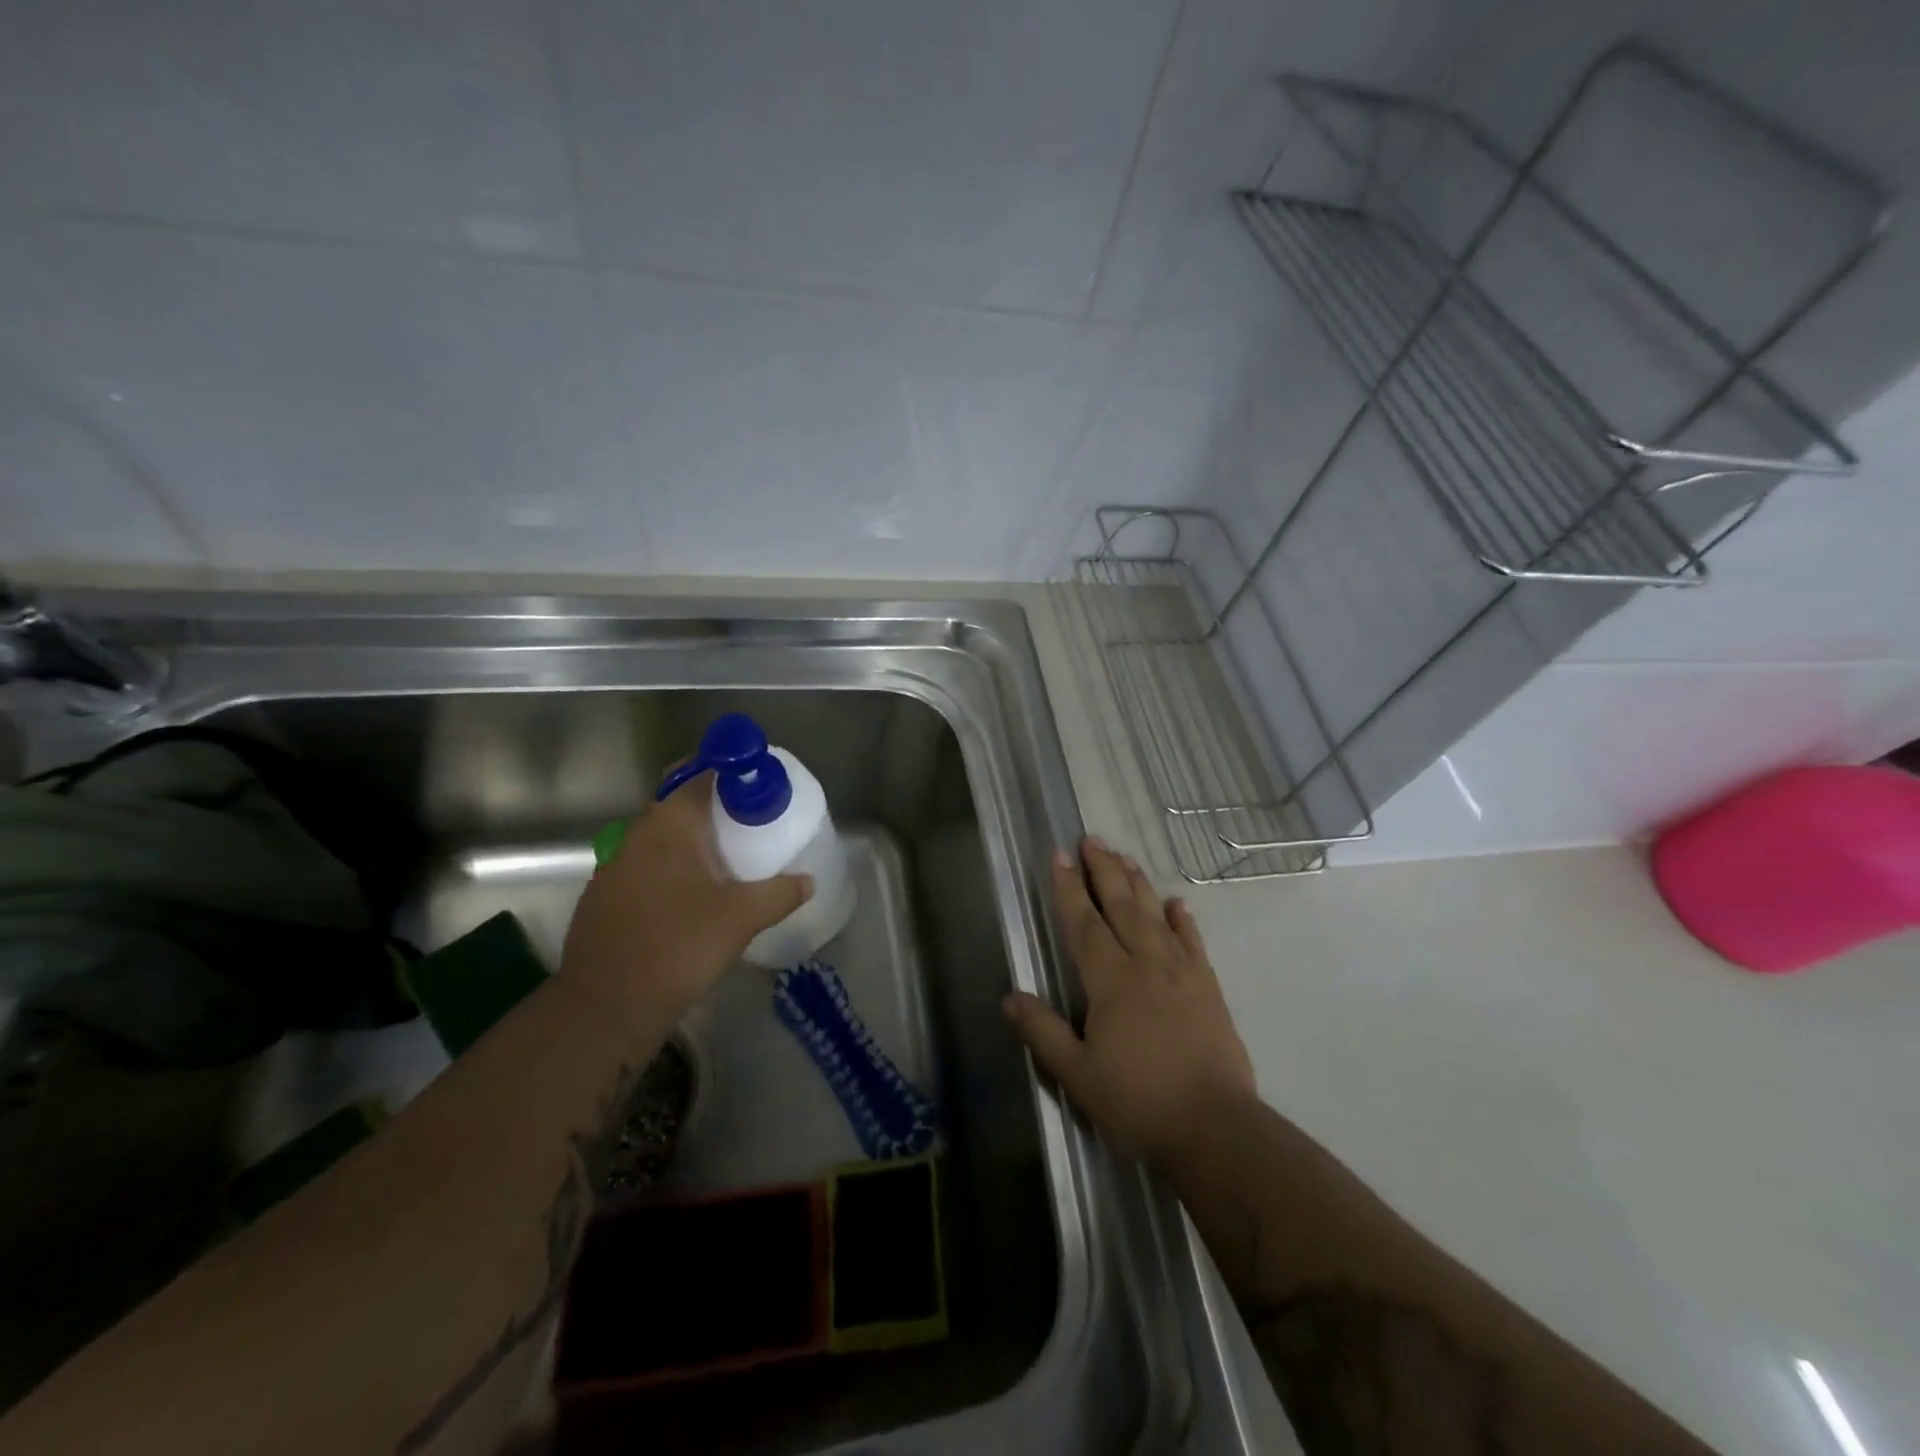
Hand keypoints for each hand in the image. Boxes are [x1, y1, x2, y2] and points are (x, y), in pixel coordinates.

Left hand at [561, 773, 811, 1024]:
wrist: (605, 1009)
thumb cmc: (676, 948)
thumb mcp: (740, 919)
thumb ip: (779, 894)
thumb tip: (808, 881)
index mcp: (667, 827)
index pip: (697, 774)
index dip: (729, 768)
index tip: (758, 778)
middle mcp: (636, 836)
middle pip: (679, 803)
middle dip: (716, 804)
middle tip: (754, 817)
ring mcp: (615, 867)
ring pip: (662, 837)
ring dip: (695, 838)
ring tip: (733, 856)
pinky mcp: (607, 898)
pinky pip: (648, 865)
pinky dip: (675, 866)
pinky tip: (696, 894)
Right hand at [1003, 837, 1255, 1167]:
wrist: (1215, 1129)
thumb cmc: (1138, 1101)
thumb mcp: (1077, 1074)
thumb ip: (1043, 1032)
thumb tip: (1010, 997)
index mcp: (1111, 980)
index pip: (1085, 923)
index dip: (1069, 888)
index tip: (1060, 856)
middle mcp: (1147, 964)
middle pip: (1122, 906)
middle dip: (1104, 871)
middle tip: (1092, 840)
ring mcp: (1182, 973)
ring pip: (1156, 916)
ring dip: (1139, 884)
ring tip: (1125, 857)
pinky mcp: (1209, 989)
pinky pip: (1193, 943)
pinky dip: (1184, 920)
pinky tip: (1178, 903)